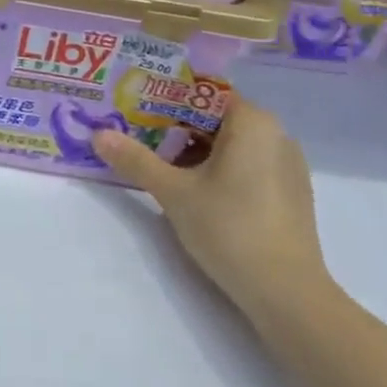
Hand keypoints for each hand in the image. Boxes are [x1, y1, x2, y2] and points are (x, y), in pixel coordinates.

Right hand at [93, 97, 329, 326]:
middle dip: (174, 125)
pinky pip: (247, 164)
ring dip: (194, 149)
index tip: (134, 106)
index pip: (202, 92)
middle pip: (215, 117)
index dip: (165, 96)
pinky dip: (218, 168)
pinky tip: (192, 189)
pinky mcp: (289, 193)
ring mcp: (286, 165)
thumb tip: (98, 135)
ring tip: (156, 162)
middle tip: (136, 134)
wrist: (287, 294)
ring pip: (231, 143)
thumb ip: (135, 160)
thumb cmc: (230, 228)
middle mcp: (275, 134)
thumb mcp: (174, 192)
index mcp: (252, 122)